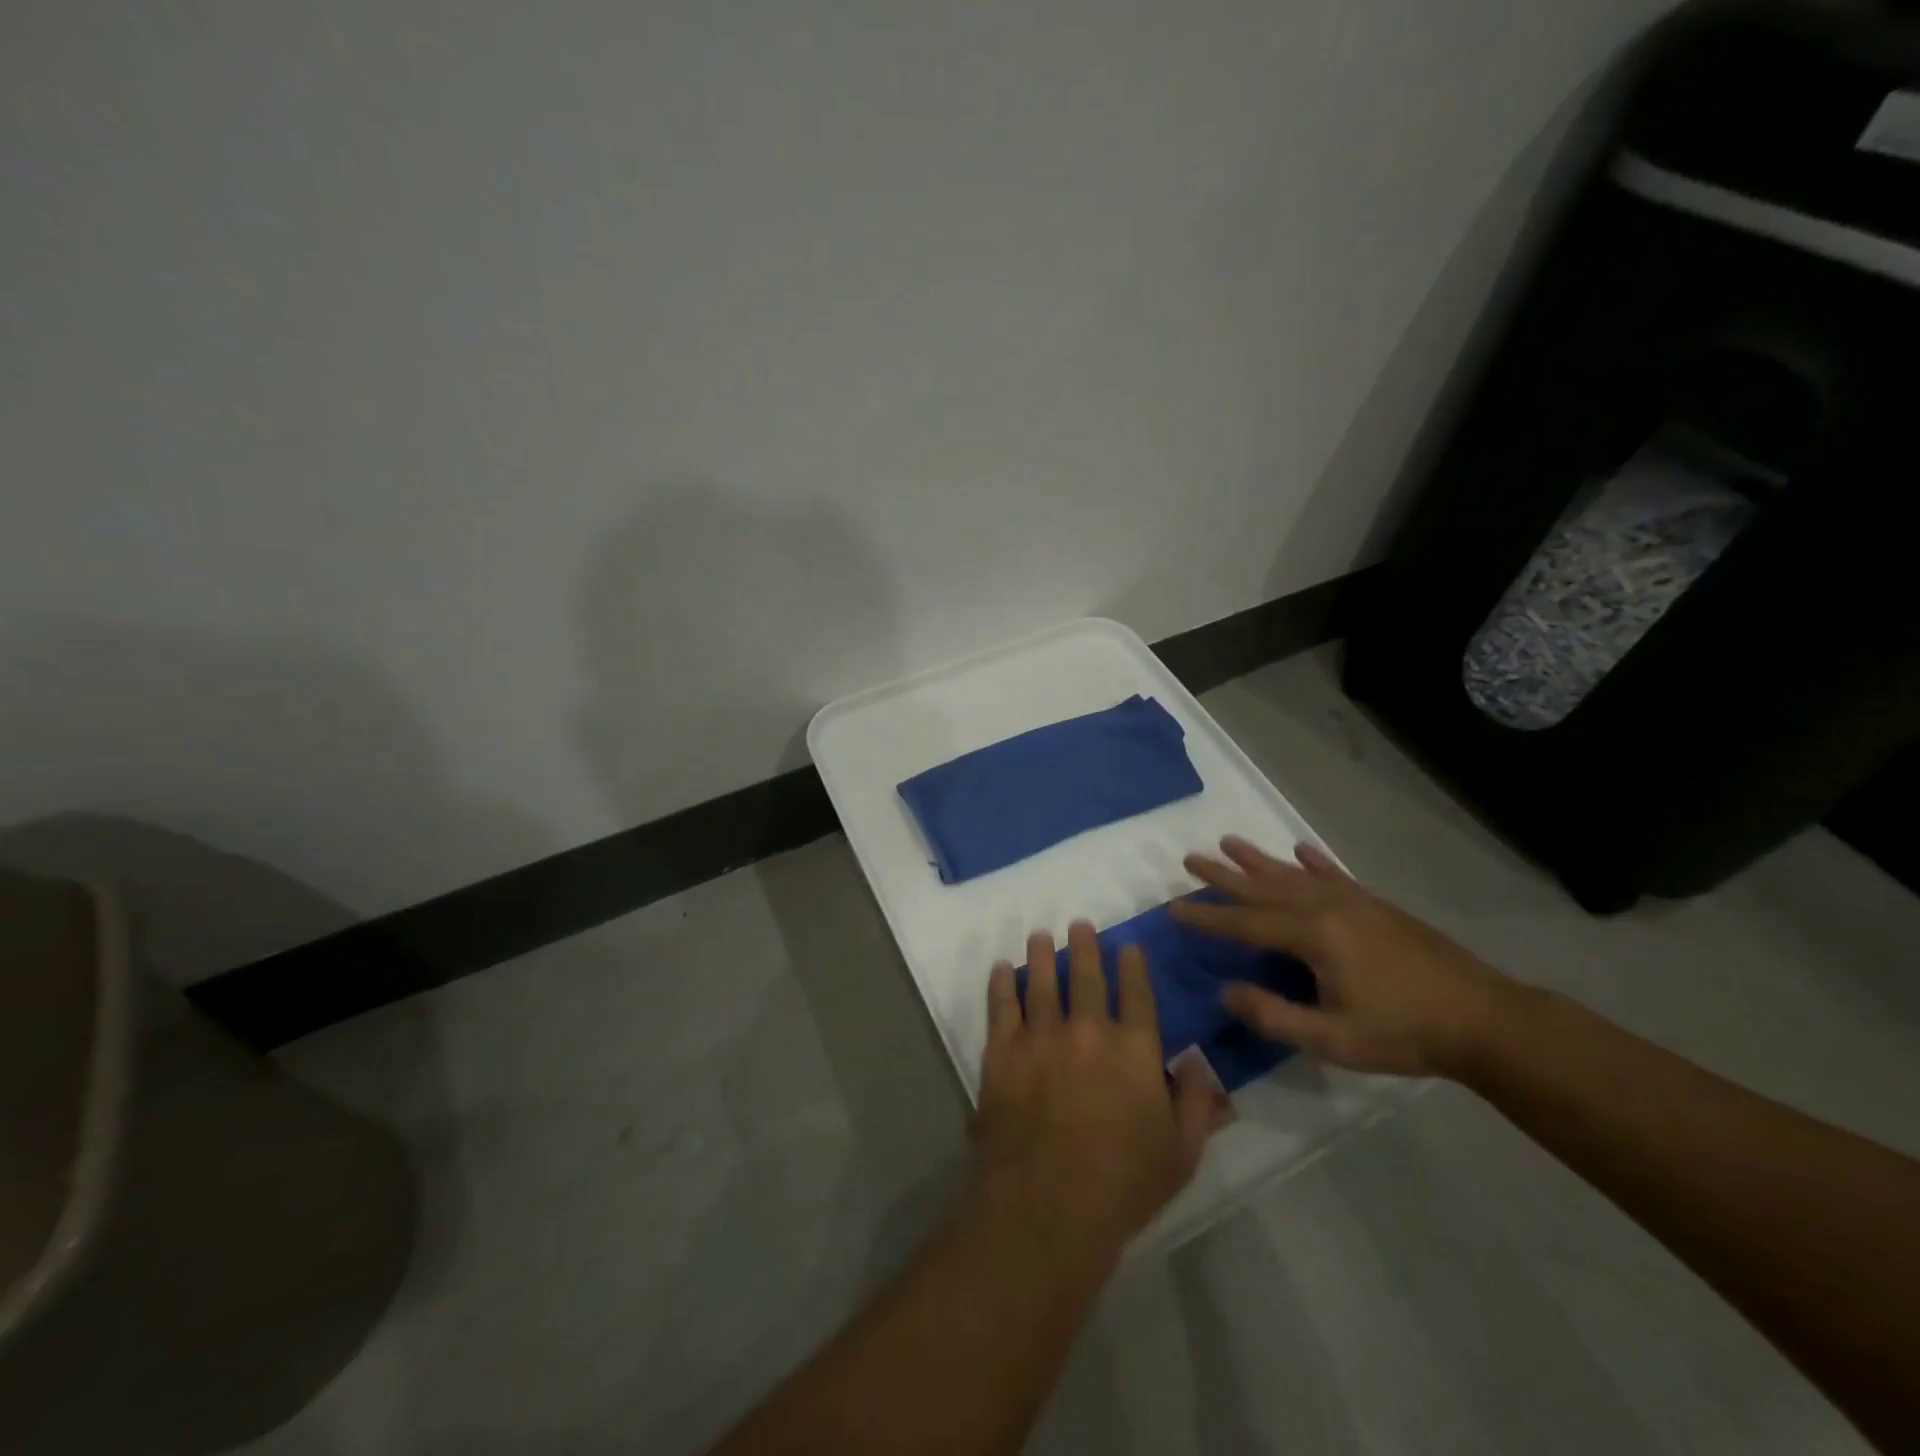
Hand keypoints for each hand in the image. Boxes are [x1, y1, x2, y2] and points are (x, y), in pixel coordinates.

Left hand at [973, 924, 1228, 1261]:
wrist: (1047, 1205)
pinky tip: (1000, 968)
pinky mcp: (1003, 1051)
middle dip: (1084, 946)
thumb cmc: (1122, 1186)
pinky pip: (1001, 1006)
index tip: (1127, 946)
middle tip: (1078, 925)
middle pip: (1086, 976)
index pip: (1137, 993)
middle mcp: (1088, 1030)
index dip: (1132, 966)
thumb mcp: (1180, 1154)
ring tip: (1040, 935)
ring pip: (1041, 982)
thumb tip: (1199, 1064)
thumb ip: (1196, 1104)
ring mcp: (1041, 1037)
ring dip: (1041, 955)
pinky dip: (1000, 984)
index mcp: (1134, 1050)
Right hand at [1171, 837, 1515, 1078]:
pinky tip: (1300, 850)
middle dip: (1224, 875)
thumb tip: (1225, 991)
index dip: (1208, 918)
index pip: (1246, 923)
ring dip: (1258, 860)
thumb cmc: (1403, 1033)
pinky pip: (1335, 874)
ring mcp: (1355, 901)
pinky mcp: (1377, 905)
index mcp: (1313, 936)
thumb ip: (1274, 1015)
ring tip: (1228, 842)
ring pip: (1294, 874)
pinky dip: (1314, 861)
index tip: (1173, 909)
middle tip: (1190, 859)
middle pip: (1264, 887)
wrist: (1485, 1020)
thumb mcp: (1333, 1039)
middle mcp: (1327, 907)